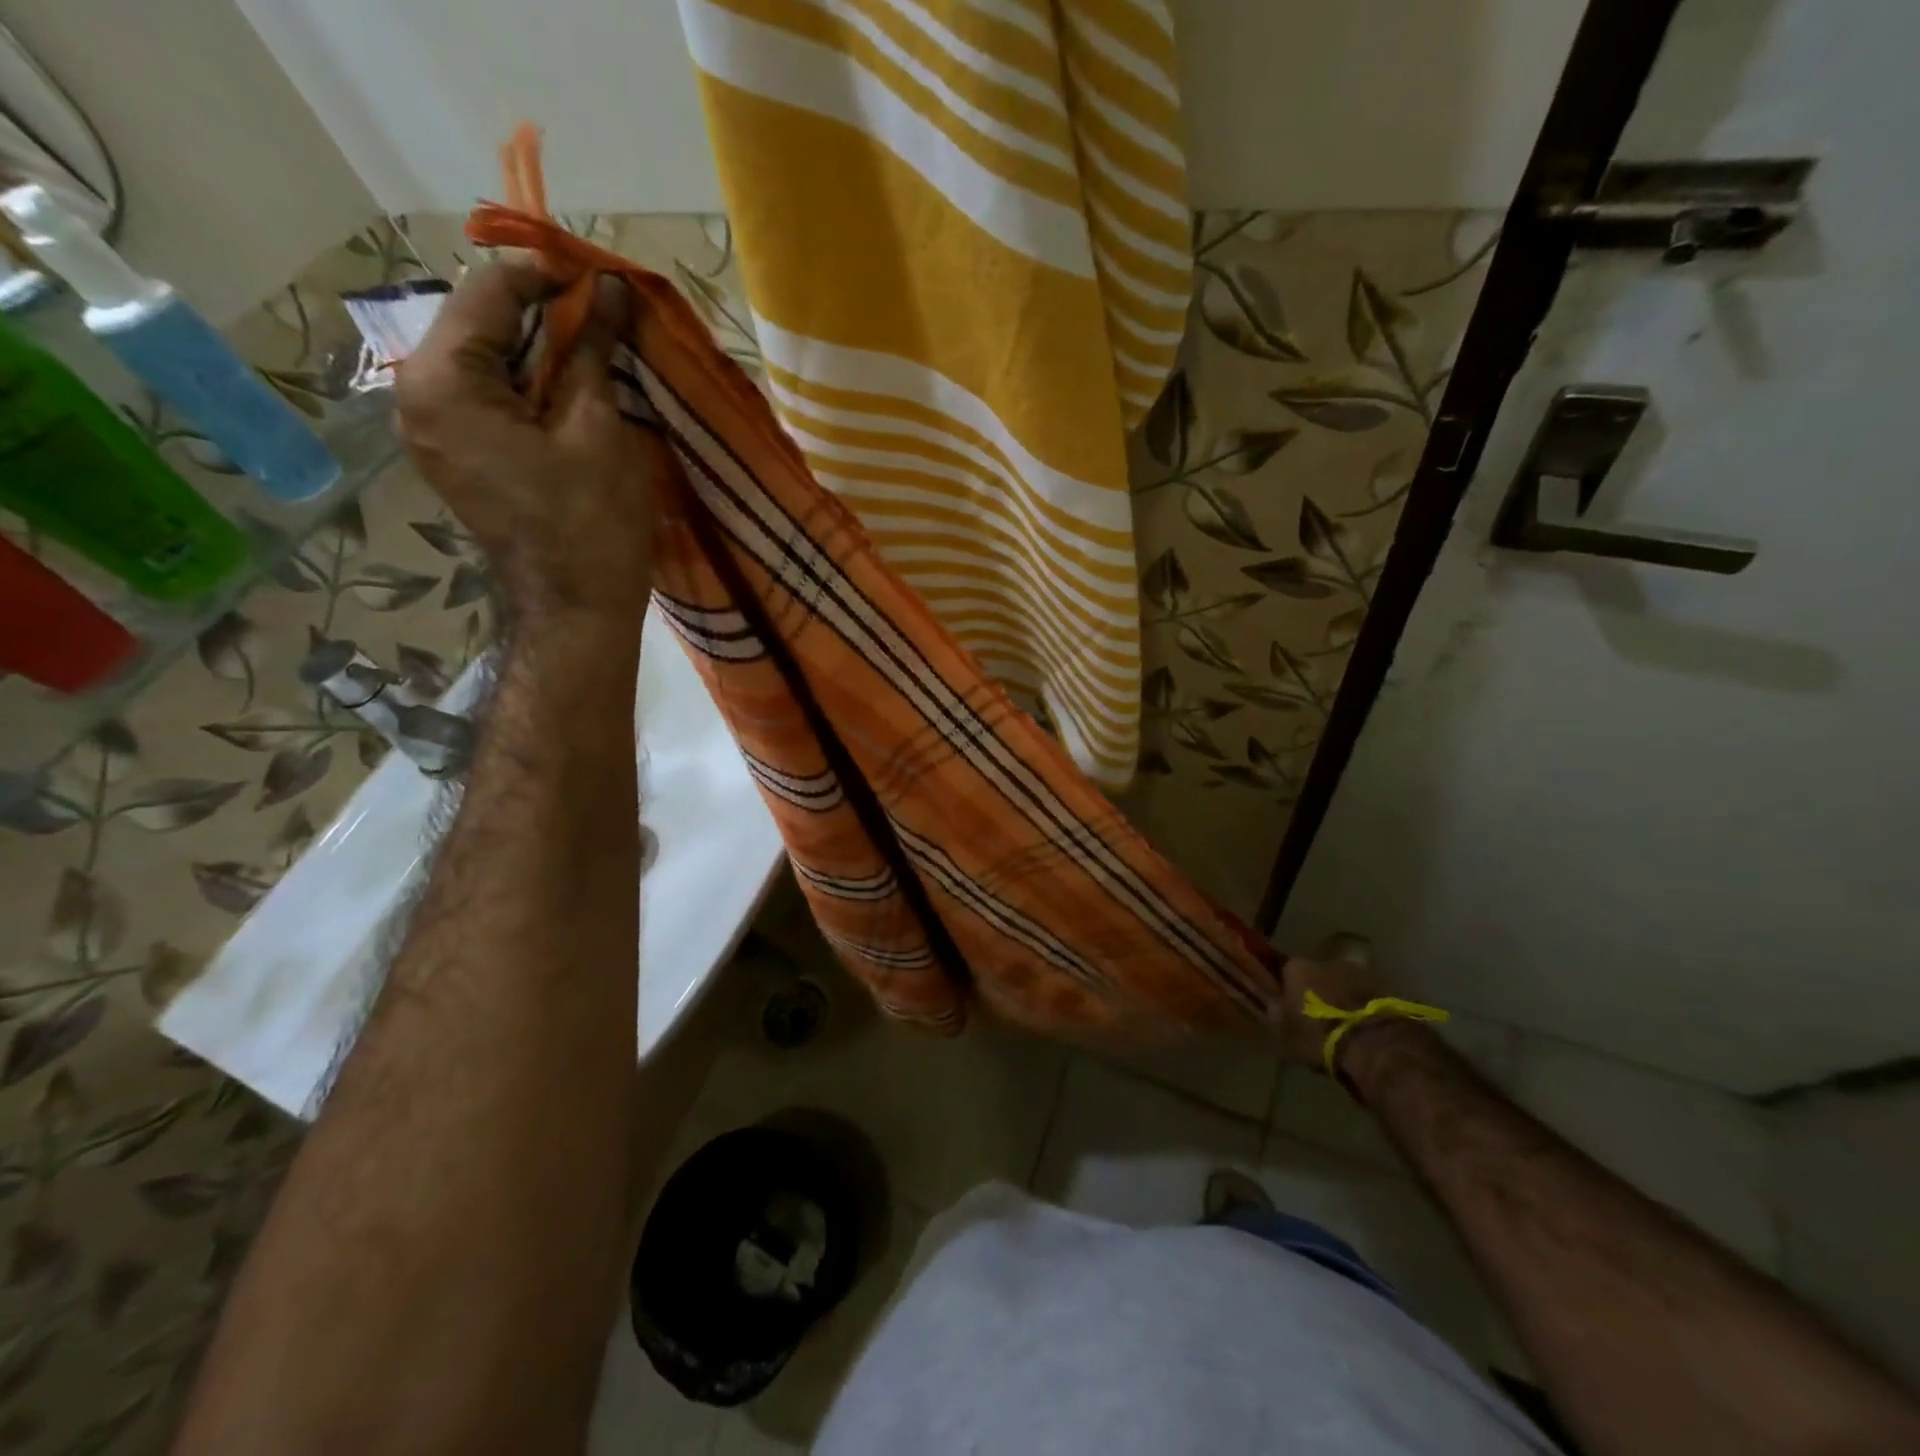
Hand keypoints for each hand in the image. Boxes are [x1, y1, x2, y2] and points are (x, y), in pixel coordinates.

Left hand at [396, 262, 674, 626]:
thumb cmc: (591, 524)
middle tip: (607, 320)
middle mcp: (417, 394)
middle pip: (481, 322)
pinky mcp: (453, 452)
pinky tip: (571, 395)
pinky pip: (487, 396)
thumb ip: (592, 349)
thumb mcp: (597, 429)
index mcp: (444, 382)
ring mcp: (430, 427)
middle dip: (544, 315)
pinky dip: (528, 385)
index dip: (549, 276)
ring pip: (486, 359)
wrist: (577, 609)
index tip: (603, 279)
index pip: (490, 292)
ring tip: (597, 357)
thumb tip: (608, 290)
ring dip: (540, 351)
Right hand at [1276, 934, 1380, 1072]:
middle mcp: (1327, 961)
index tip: (1291, 1006)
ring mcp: (1359, 972)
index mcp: (1297, 967)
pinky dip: (1365, 1007)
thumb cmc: (1319, 1036)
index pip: (1287, 971)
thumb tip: (1273, 1006)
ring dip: (1344, 997)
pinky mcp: (1387, 988)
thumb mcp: (1284, 1034)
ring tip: (1346, 1023)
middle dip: (1319, 990)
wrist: (1374, 1046)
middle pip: (1318, 973)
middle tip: (1320, 1016)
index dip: (1289, 989)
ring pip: (1345, 983)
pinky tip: (1365, 1028)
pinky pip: (1367, 997)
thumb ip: (1276, 1016)